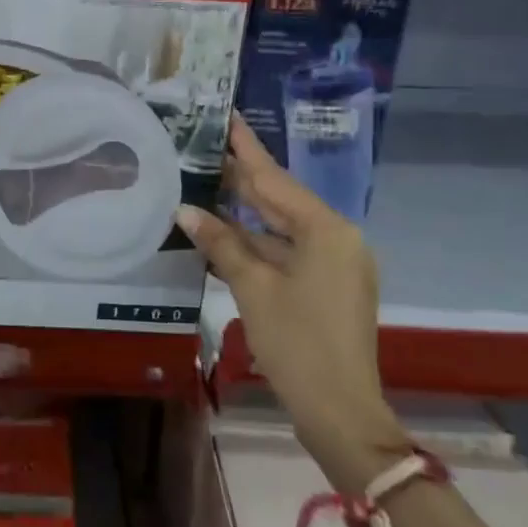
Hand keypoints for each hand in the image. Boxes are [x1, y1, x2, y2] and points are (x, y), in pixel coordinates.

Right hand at [176, 115, 406, 490]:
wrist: (341, 412)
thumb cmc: (297, 343)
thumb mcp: (253, 289)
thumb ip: (221, 243)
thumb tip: (185, 210)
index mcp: (326, 229)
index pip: (274, 178)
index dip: (246, 147)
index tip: (226, 114)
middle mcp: (336, 237)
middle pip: (280, 199)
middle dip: (241, 176)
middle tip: (204, 146)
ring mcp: (335, 263)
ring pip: (282, 226)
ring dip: (245, 212)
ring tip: (205, 182)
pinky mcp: (328, 285)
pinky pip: (287, 250)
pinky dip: (257, 242)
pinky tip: (224, 231)